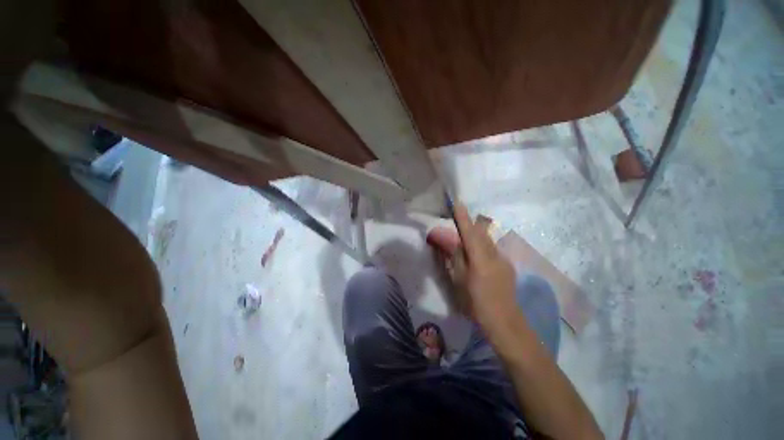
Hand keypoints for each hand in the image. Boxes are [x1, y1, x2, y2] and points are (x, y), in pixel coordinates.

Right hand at [429, 203, 518, 334]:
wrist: (505, 321)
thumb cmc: (476, 303)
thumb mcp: (460, 280)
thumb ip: (457, 258)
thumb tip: (454, 242)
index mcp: (480, 258)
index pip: (469, 232)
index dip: (463, 217)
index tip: (458, 202)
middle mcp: (494, 254)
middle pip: (481, 233)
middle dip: (470, 223)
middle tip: (460, 218)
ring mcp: (503, 260)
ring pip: (488, 241)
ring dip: (477, 235)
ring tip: (467, 236)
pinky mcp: (507, 266)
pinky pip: (493, 250)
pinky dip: (483, 246)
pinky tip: (478, 255)